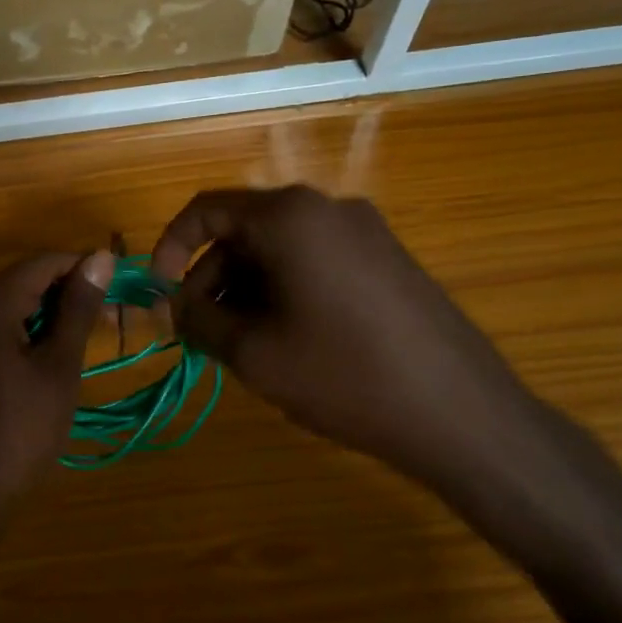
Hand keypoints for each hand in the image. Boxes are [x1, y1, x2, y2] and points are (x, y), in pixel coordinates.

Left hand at [0, 250, 114, 511]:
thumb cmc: (22, 427)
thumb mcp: (60, 365)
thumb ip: (78, 308)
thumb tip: (100, 257)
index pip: (44, 263)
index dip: (85, 270)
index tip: (120, 291)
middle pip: (25, 281)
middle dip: (69, 295)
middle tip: (111, 322)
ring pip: (11, 307)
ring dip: (50, 317)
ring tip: (88, 341)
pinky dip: (26, 334)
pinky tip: (51, 358)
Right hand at [152, 186, 539, 488]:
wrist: (462, 414)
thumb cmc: (343, 376)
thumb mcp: (253, 353)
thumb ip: (199, 319)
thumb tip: (174, 305)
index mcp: (290, 216)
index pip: (206, 209)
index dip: (170, 248)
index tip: (159, 293)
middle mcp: (328, 208)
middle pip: (245, 230)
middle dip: (210, 278)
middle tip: (199, 332)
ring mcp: (365, 232)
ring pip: (281, 249)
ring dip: (246, 289)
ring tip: (242, 346)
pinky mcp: (388, 259)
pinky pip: (316, 262)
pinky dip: (284, 291)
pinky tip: (287, 341)